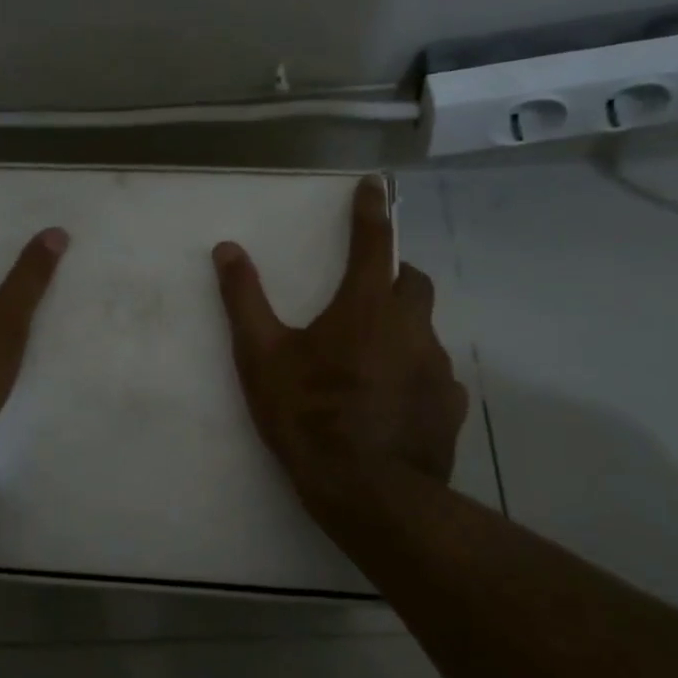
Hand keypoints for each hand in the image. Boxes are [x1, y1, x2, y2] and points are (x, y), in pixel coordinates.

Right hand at [212, 175, 464, 523]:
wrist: (367, 492)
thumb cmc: (308, 416)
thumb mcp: (261, 358)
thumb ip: (244, 300)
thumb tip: (227, 249)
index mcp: (365, 307)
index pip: (373, 243)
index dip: (371, 211)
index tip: (375, 185)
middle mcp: (410, 327)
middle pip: (413, 282)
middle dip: (394, 274)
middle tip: (368, 291)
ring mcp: (436, 367)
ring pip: (423, 330)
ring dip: (401, 329)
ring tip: (370, 359)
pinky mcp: (449, 405)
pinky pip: (433, 375)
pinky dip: (413, 373)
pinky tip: (391, 401)